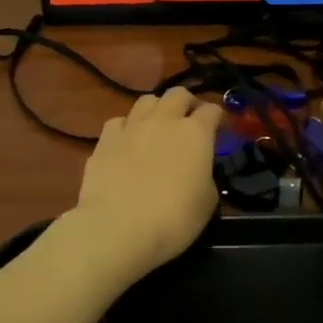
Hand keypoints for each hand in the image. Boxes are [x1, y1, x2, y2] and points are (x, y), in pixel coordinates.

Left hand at [72, 87, 223, 275]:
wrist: (118, 228)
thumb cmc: (174, 219)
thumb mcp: (207, 202)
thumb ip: (205, 176)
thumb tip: (197, 171)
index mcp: (196, 133)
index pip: (212, 110)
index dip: (217, 119)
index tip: (218, 131)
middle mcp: (164, 120)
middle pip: (178, 94)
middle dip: (186, 103)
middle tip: (188, 121)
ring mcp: (132, 127)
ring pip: (146, 100)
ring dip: (156, 109)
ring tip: (157, 127)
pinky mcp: (105, 140)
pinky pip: (119, 121)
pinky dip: (126, 128)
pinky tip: (127, 143)